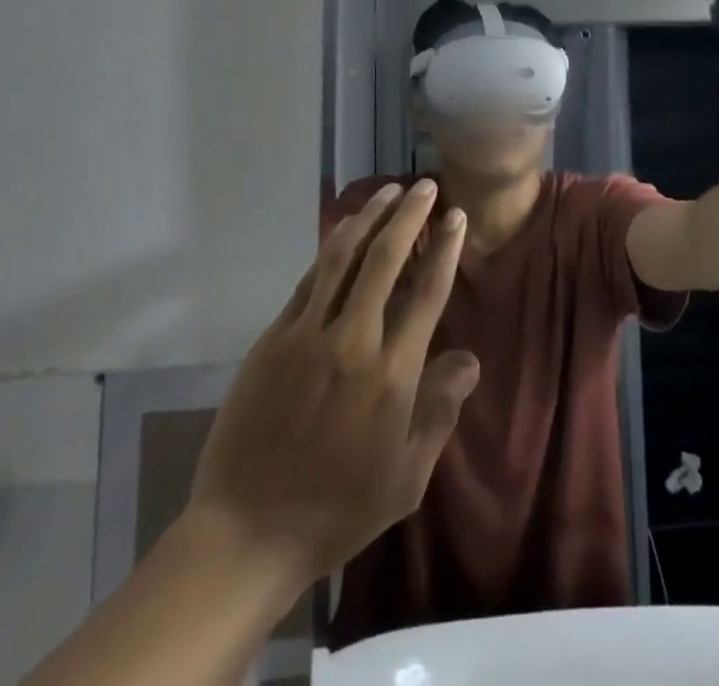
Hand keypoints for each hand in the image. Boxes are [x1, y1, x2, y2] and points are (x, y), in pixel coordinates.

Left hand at [185, 180, 478, 588]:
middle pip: (385, 259)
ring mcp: (307, 335)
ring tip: (388, 192)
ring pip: (342, 257)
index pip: (427, 292)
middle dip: (409, 215)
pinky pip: (309, 280)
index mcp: (392, 374)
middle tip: (424, 186)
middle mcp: (352, 341)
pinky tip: (344, 230)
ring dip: (369, 218)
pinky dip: (332, 248)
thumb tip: (470, 359)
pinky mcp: (274, 338)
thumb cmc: (339, 508)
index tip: (455, 215)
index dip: (444, 248)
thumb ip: (441, 410)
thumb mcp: (408, 476)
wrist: (248, 532)